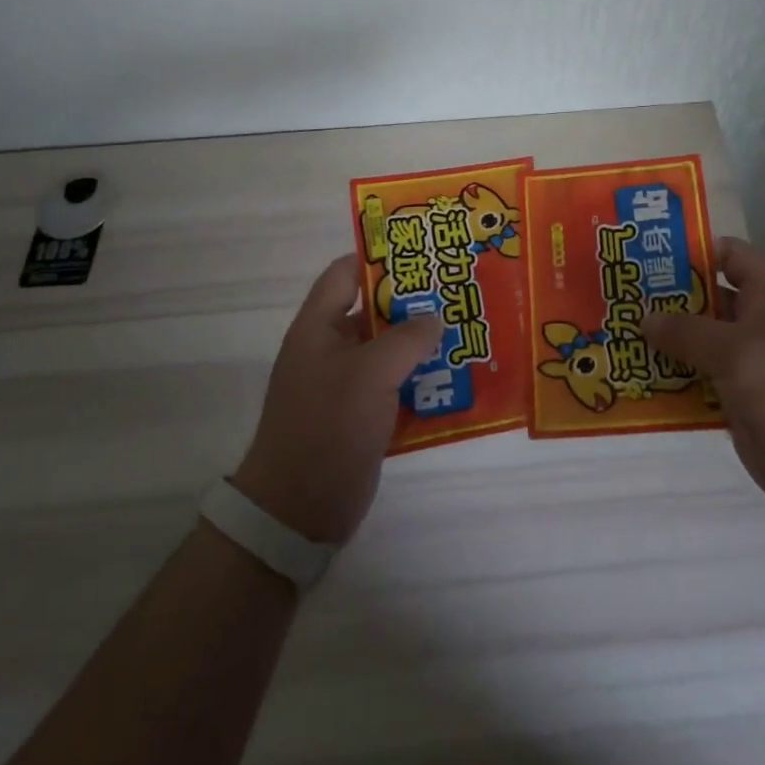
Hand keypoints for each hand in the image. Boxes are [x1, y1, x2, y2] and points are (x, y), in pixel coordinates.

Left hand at [231, 254, 442, 544]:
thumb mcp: (370, 374)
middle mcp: (331, 348)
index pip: (346, 273)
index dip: (379, 257)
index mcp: (319, 327)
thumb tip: (435, 317)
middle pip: (375, 310)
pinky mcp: (362, 415)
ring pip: (390, 349)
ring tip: (468, 329)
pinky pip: (397, 385)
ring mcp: (346, 384)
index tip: (423, 252)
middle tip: (458, 290)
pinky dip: (422, 379)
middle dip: (414, 301)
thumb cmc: (327, 427)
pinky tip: (458, 376)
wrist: (297, 513)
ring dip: (424, 342)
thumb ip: (407, 338)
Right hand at [643, 237, 764, 526]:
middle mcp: (754, 323)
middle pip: (704, 297)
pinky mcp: (734, 398)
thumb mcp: (736, 352)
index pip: (728, 254)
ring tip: (615, 334)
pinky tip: (634, 377)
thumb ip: (687, 331)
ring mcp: (744, 362)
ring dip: (661, 340)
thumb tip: (644, 318)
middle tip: (618, 297)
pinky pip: (694, 378)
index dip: (693, 250)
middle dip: (664, 297)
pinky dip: (669, 377)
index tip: (648, 256)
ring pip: (695, 340)